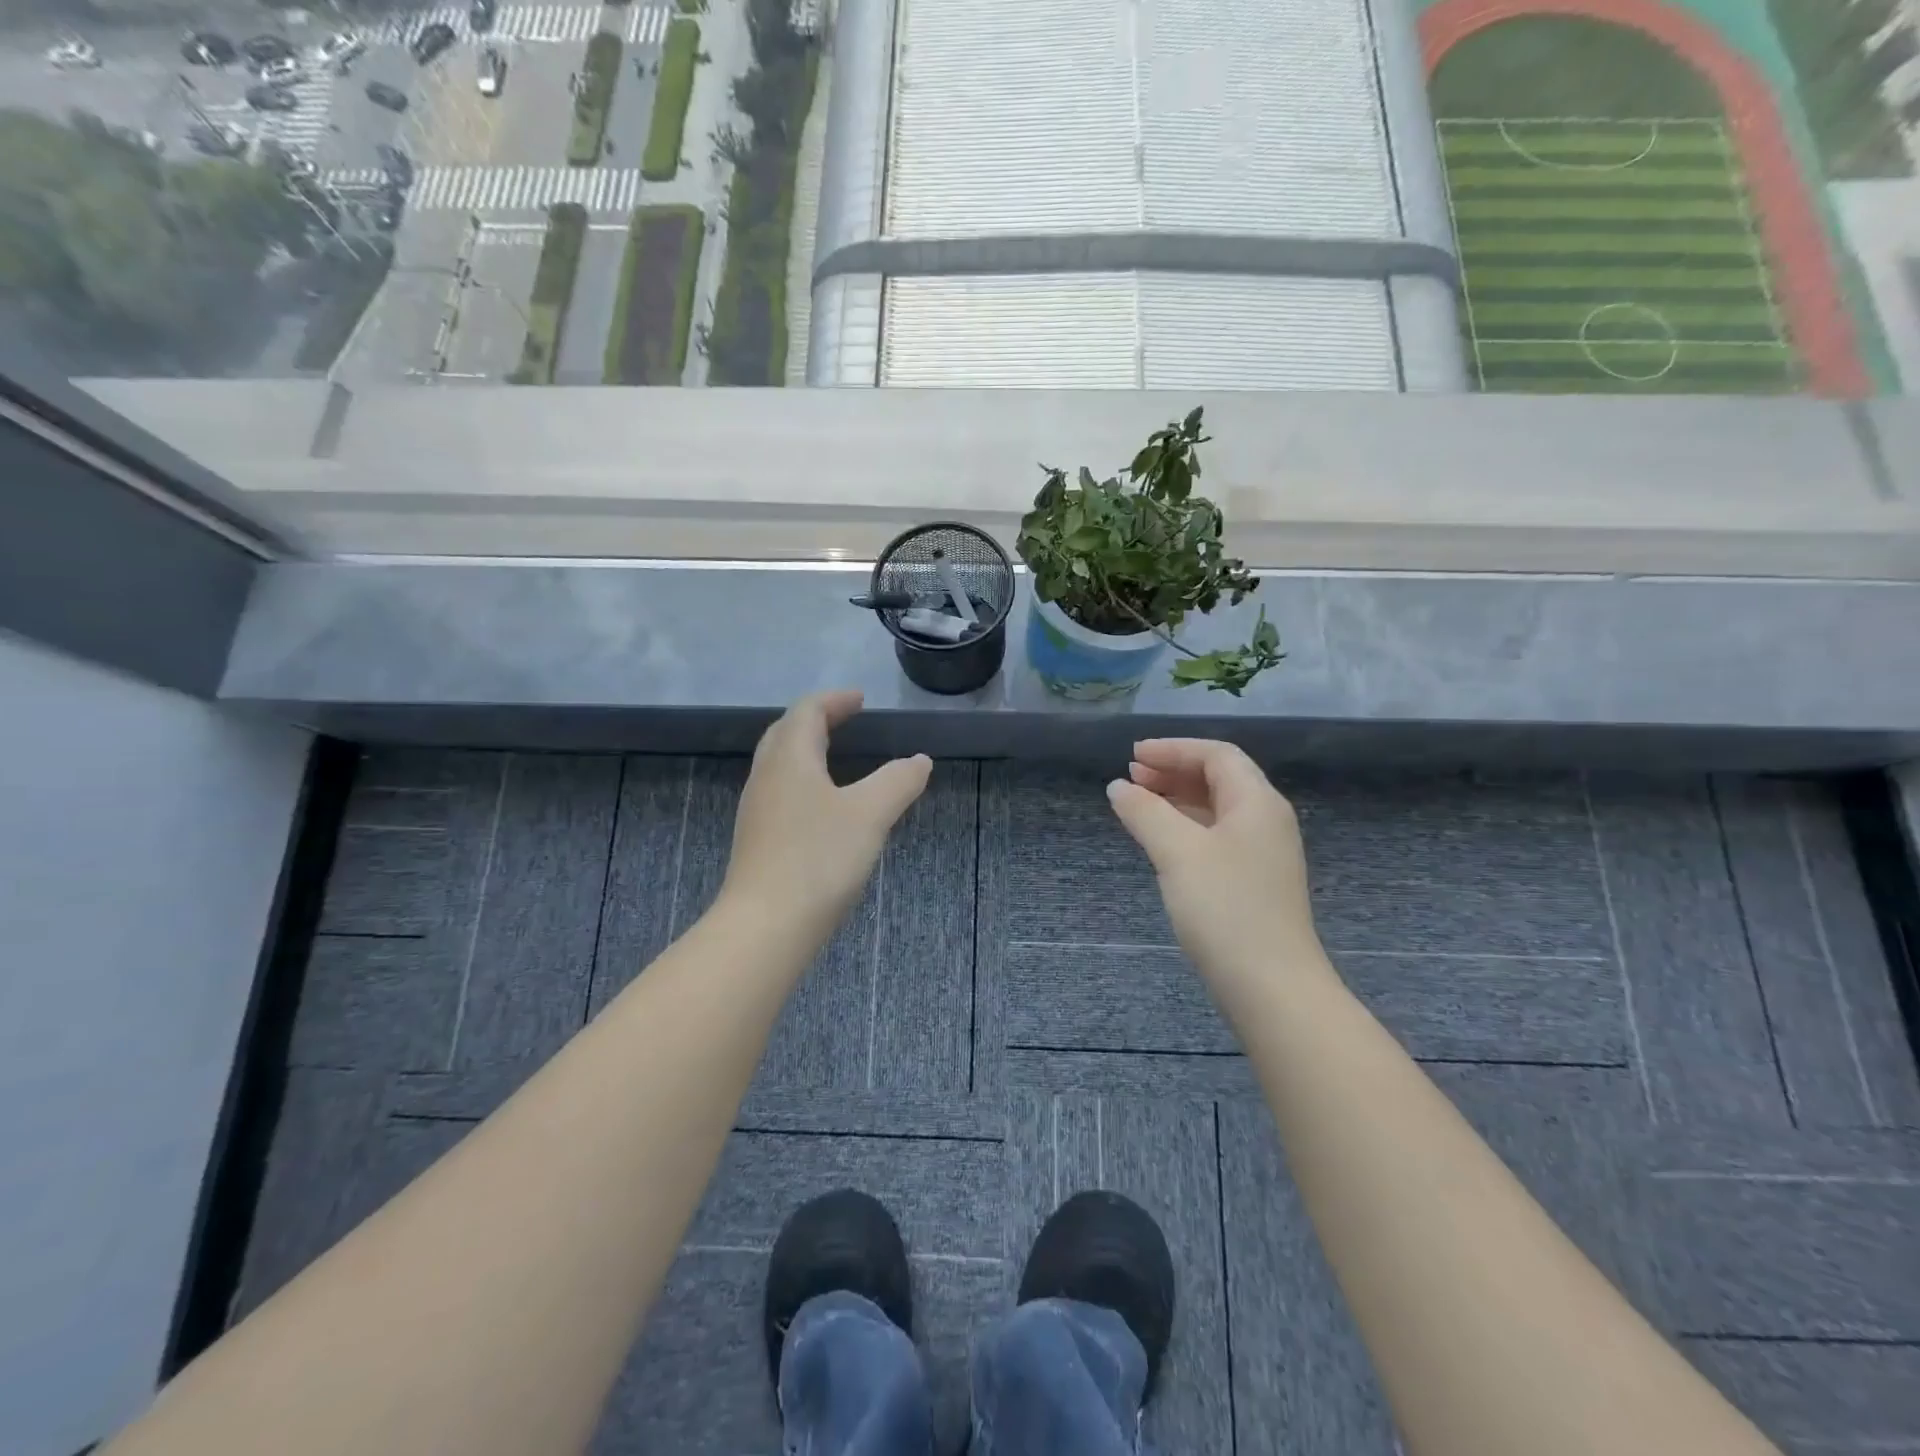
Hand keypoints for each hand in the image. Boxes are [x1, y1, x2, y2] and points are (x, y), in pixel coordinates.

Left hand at [721, 691, 931, 933]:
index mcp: (790, 759)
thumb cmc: (818, 859)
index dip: (835, 700)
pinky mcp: (757, 840)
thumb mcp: (870, 815)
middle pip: (786, 732)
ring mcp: (757, 810)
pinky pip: (780, 791)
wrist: (765, 927)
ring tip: (837, 755)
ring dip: (807, 749)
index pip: (807, 711)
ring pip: (779, 763)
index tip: (861, 700)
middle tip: (847, 719)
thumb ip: (898, 782)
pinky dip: (803, 779)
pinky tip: (822, 805)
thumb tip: (920, 760)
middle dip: (816, 719)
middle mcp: (766, 777)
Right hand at [1106, 739, 1323, 989]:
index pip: (1217, 755)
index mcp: (1257, 802)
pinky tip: (1161, 840)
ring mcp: (1263, 853)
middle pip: (1219, 778)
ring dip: (1177, 799)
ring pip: (1216, 809)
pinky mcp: (1254, 881)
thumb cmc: (1225, 908)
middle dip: (1173, 771)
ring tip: (1138, 803)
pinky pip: (1216, 836)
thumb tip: (1119, 787)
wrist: (1271, 986)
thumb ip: (1145, 812)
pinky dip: (1186, 826)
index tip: (1132, 756)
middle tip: (1131, 777)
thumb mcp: (1177, 852)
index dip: (1173, 749)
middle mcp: (1266, 820)